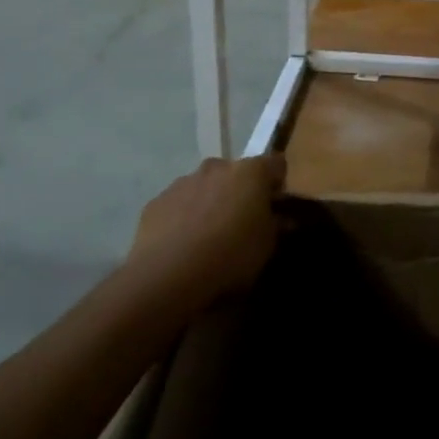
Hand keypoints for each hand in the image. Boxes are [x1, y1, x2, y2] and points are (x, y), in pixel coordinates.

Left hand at [130, 153, 285, 306]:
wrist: (168, 275)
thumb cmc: (230, 256)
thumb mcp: (267, 246)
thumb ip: (275, 226)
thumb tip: (281, 218)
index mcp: (250, 172)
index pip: (276, 164)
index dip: (277, 184)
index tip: (276, 206)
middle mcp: (217, 167)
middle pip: (236, 173)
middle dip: (240, 192)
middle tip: (241, 223)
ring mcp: (183, 181)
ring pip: (204, 186)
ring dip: (210, 202)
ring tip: (208, 238)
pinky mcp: (156, 201)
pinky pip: (178, 204)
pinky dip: (183, 217)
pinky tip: (182, 245)